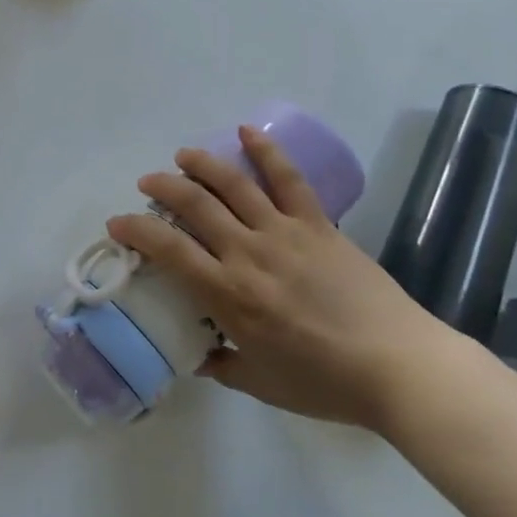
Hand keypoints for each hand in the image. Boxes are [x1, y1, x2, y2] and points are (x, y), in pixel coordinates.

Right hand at [107, 128, 450, 431]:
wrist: (398, 367)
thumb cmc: (325, 383)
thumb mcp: (262, 385)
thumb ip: (223, 367)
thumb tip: (198, 356)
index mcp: (230, 295)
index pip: (169, 250)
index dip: (136, 230)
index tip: (118, 223)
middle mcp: (249, 253)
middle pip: (195, 205)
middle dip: (163, 187)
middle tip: (148, 183)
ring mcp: (285, 233)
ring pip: (234, 184)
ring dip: (202, 164)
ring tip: (183, 155)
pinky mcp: (318, 224)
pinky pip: (288, 179)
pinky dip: (266, 151)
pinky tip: (247, 132)